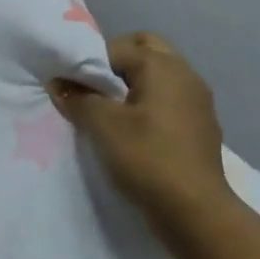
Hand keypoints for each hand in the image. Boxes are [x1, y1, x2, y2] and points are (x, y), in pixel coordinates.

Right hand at [50, 31, 236, 222]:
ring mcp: (198, 99)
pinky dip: (151, 102)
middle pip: (146, 49)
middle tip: (95, 89)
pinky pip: (170, 98)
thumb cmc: (146, 158)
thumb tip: (58, 82)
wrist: (195, 211)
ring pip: (160, 74)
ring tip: (111, 110)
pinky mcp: (202, 124)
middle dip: (117, 63)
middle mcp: (185, 73)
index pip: (117, 47)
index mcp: (162, 66)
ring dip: (135, 82)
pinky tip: (136, 129)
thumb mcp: (103, 126)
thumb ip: (78, 98)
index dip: (90, 63)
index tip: (73, 86)